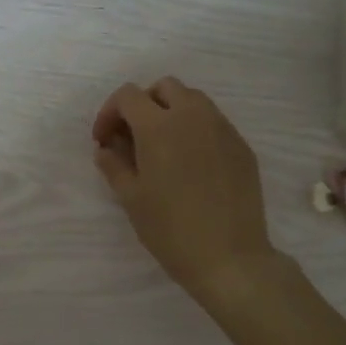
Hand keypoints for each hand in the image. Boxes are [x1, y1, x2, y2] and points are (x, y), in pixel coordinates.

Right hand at [91, 77, 274, 303]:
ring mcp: (222, 128)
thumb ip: (114, 165)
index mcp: (159, 126)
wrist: (230, 257)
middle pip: (164, 87)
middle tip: (132, 137)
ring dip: (171, 112)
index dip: (109, 113)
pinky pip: (214, 122)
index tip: (104, 141)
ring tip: (162, 147)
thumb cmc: (171, 229)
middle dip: (143, 104)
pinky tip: (190, 163)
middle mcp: (193, 116)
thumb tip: (106, 149)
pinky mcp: (242, 146)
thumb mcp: (131, 199)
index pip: (128, 96)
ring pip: (193, 100)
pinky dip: (195, 129)